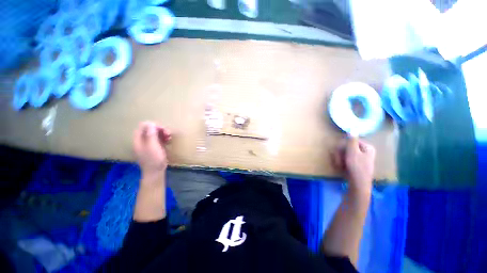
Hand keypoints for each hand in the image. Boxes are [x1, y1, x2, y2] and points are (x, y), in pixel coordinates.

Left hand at [133, 121, 171, 179]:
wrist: (156, 171)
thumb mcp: (152, 146)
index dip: (152, 125)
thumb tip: (151, 123)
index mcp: (138, 140)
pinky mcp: (155, 147)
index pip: (142, 127)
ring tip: (169, 136)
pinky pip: (159, 139)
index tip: (161, 128)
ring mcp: (149, 144)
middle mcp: (143, 141)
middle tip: (167, 132)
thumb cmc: (153, 159)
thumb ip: (151, 134)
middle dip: (159, 129)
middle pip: (150, 129)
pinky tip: (169, 139)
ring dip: (163, 133)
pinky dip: (164, 137)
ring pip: (155, 134)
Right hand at [331, 136, 375, 194]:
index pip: (351, 141)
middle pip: (347, 148)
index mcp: (367, 147)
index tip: (339, 152)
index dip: (343, 146)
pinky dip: (342, 163)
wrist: (358, 184)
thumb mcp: (353, 152)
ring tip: (339, 165)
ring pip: (345, 154)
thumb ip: (352, 140)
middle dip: (340, 154)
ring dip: (340, 159)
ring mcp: (360, 159)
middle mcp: (365, 152)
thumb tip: (353, 128)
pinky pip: (346, 160)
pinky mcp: (356, 164)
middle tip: (338, 161)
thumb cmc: (356, 167)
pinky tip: (341, 167)